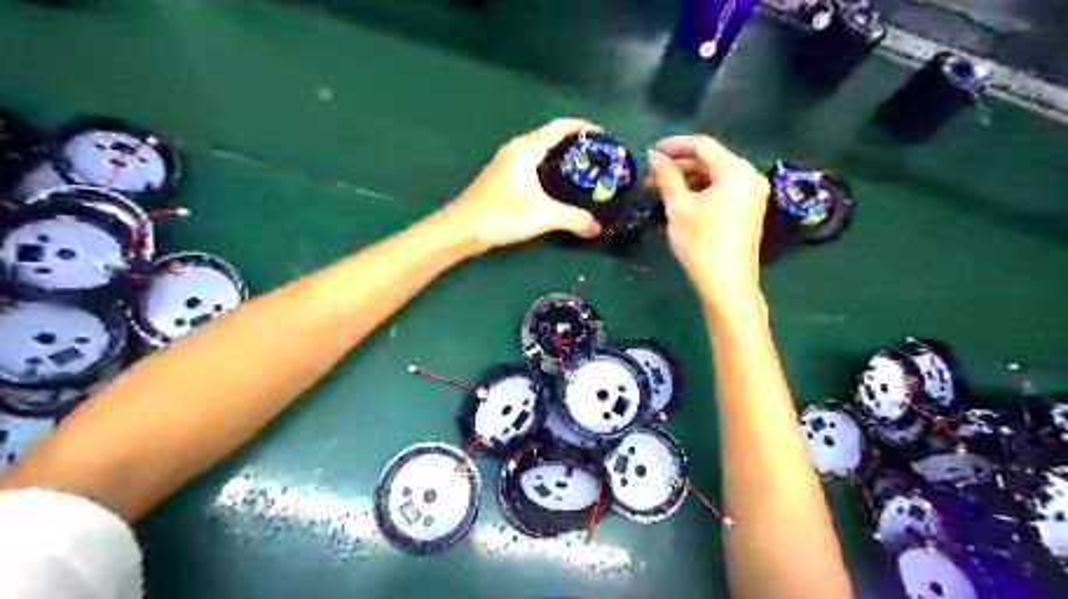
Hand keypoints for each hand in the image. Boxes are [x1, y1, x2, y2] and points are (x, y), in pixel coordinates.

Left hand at [448, 117, 603, 246]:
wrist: (463, 228)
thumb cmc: (502, 214)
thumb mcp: (544, 216)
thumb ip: (574, 219)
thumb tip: (597, 227)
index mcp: (526, 149)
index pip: (560, 127)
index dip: (583, 127)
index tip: (603, 136)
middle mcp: (516, 150)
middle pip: (550, 137)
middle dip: (575, 144)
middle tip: (596, 158)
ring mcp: (506, 164)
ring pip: (539, 151)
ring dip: (560, 157)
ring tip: (581, 171)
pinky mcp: (501, 178)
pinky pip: (531, 165)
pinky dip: (548, 169)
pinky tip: (556, 187)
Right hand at [642, 133, 767, 302]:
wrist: (727, 284)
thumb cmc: (701, 243)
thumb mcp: (679, 207)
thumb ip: (667, 177)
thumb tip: (654, 156)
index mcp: (736, 171)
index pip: (703, 145)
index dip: (675, 145)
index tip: (651, 151)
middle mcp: (750, 176)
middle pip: (711, 160)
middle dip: (680, 166)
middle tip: (653, 177)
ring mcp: (752, 194)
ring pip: (716, 177)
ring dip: (689, 180)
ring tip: (663, 190)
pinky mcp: (750, 210)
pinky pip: (723, 190)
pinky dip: (702, 191)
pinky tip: (682, 201)